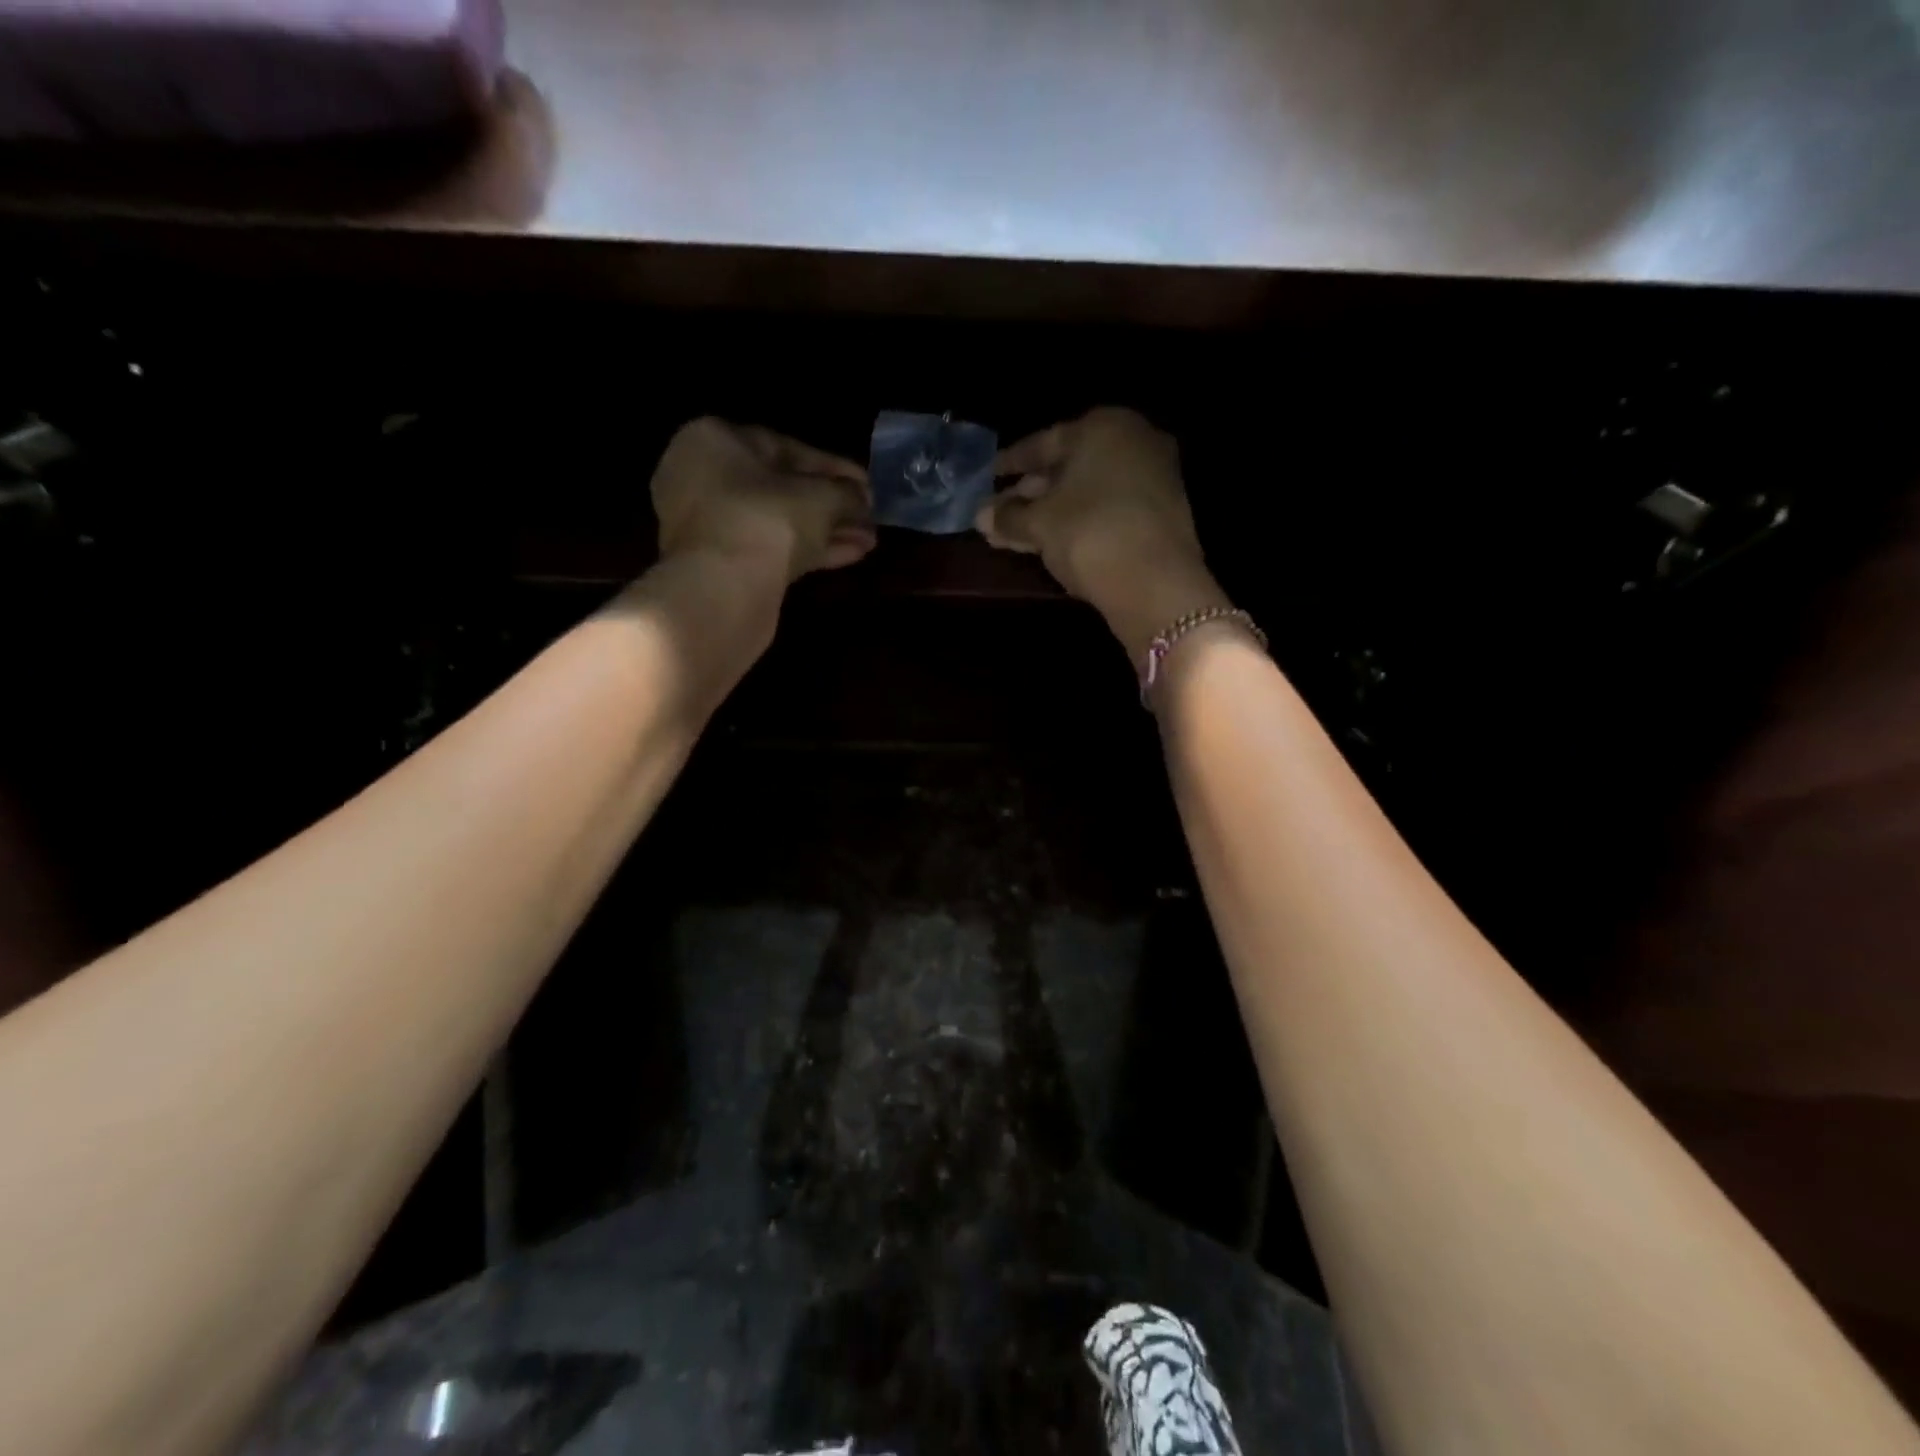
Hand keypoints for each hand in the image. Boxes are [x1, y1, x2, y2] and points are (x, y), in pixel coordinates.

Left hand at [652, 418, 874, 583]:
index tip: (866, 488)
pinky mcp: (720, 563)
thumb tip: (862, 498)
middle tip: (869, 519)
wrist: (723, 589)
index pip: (788, 449)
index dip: (835, 469)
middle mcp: (703, 476)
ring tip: (868, 542)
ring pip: (779, 522)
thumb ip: (846, 493)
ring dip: (826, 531)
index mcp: (716, 440)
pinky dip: (808, 550)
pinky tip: (850, 555)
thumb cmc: (768, 519)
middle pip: (783, 489)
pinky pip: (770, 547)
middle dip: (832, 506)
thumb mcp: (821, 498)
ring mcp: (708, 523)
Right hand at [977, 408, 1224, 654]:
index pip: (1043, 443)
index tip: (986, 477)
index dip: (1010, 463)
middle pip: (1068, 468)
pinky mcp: (1160, 514)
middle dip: (1029, 494)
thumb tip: (981, 516)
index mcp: (1103, 427)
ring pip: (1086, 493)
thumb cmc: (1090, 533)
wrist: (1156, 584)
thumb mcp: (1040, 523)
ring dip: (1048, 514)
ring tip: (1011, 536)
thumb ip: (1008, 516)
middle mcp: (1133, 442)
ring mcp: (1152, 478)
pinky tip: (1048, 543)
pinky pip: (1107, 511)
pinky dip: (1076, 524)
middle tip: (996, 514)